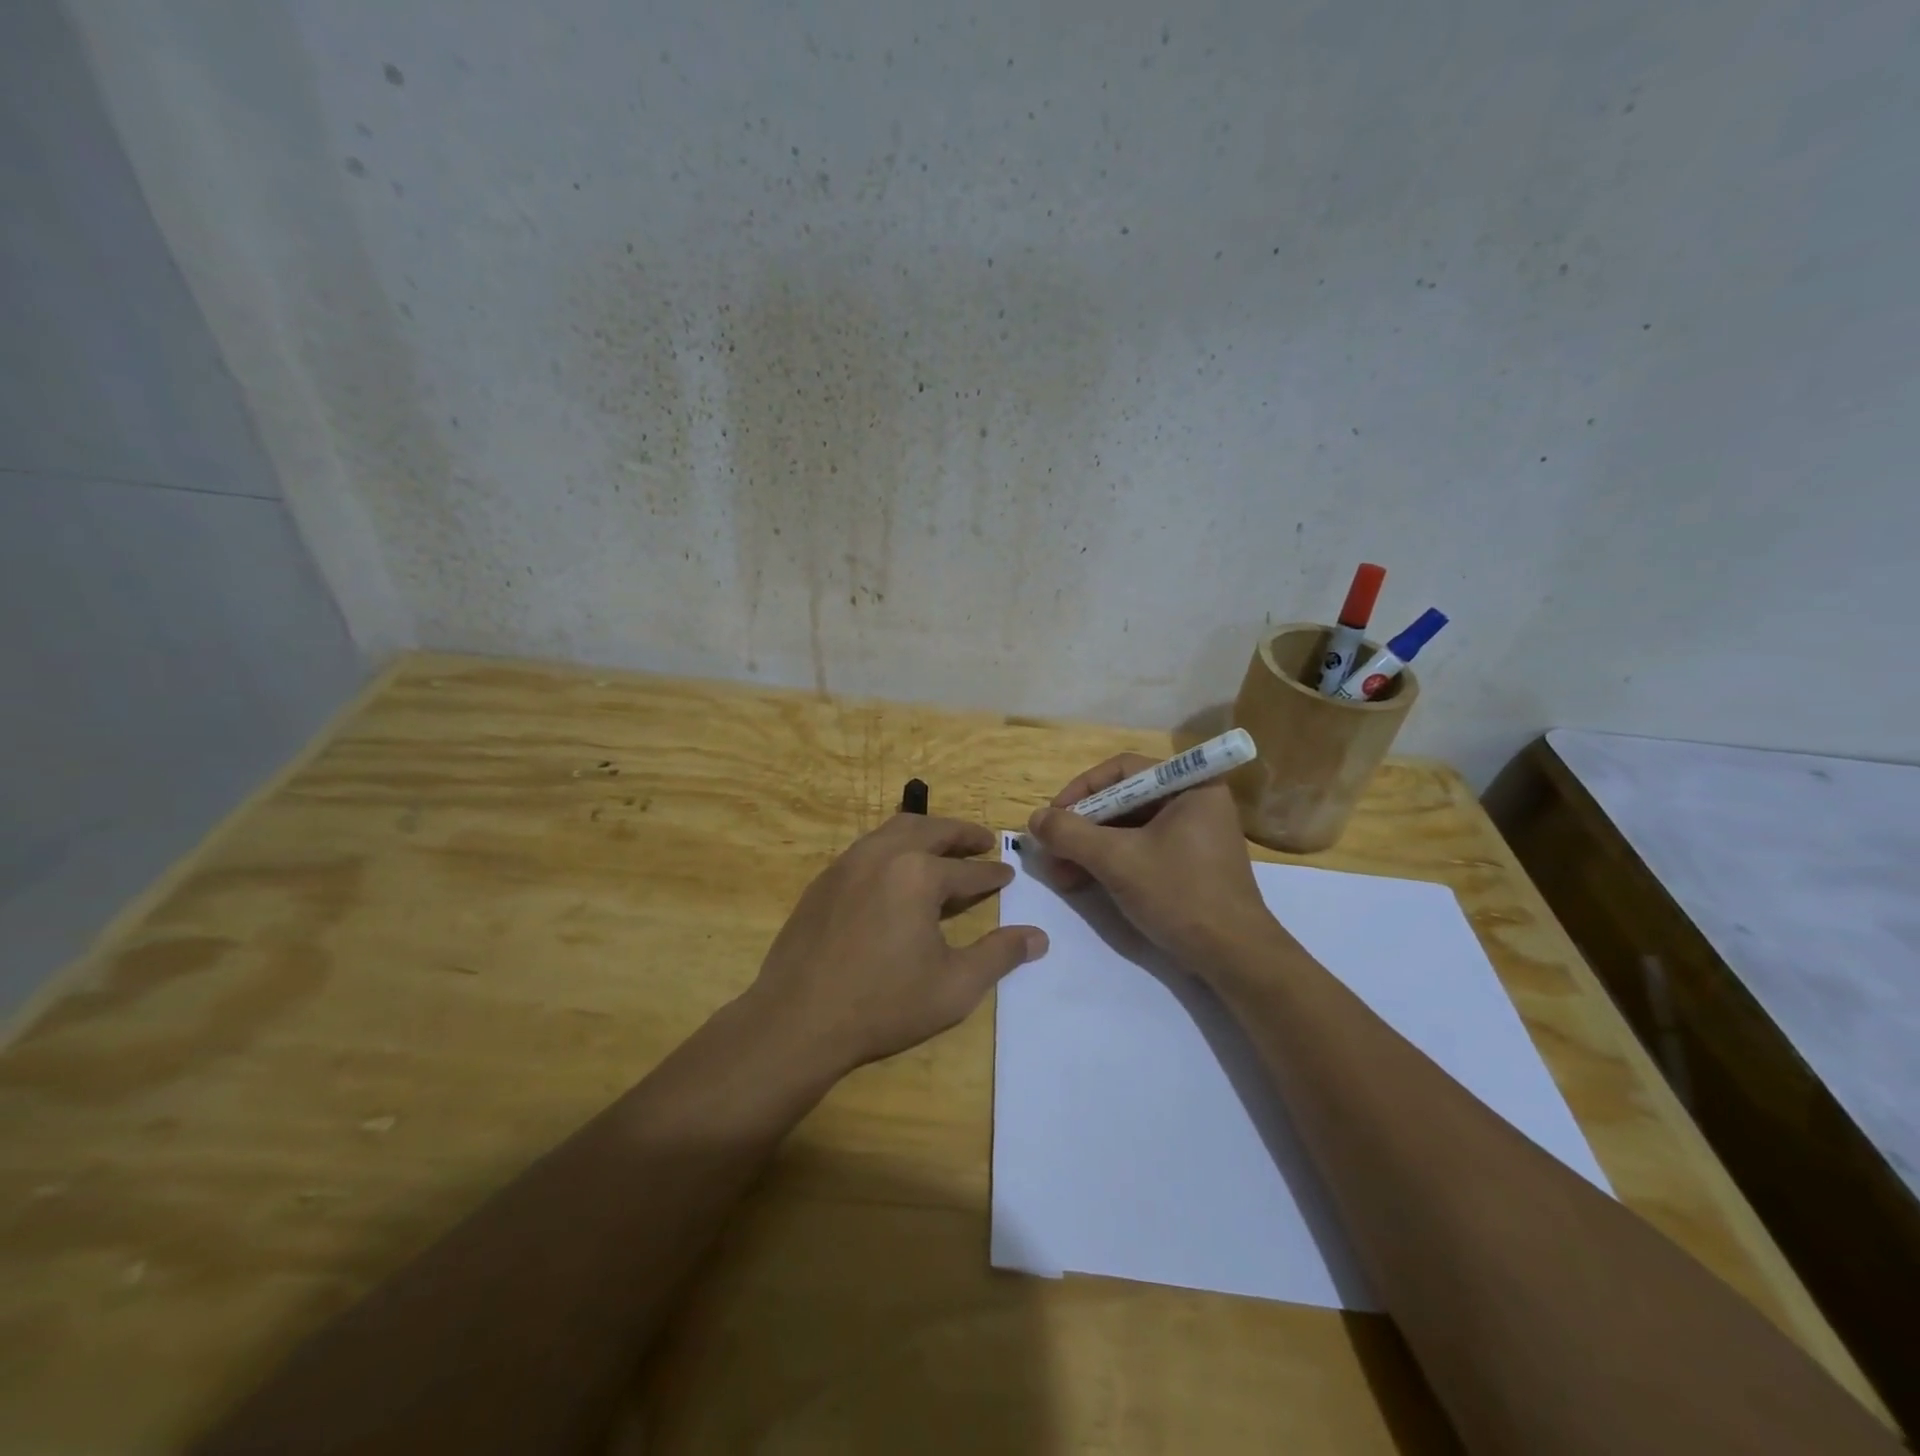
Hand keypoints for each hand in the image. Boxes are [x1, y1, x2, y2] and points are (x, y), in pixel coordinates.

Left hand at [743, 814, 1047, 1077]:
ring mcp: (848, 863)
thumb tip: (1038, 937)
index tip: (1007, 874)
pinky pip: (867, 847)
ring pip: (894, 830)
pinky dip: (893, 846)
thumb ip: (999, 955)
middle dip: (962, 834)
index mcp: (918, 874)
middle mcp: (884, 855)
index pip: (968, 871)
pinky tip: (896, 870)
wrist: (798, 1020)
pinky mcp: (824, 880)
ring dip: (926, 832)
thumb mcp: (954, 986)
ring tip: (943, 845)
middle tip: (983, 840)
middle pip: (931, 831)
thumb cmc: (884, 1004)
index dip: (992, 874)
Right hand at [1025, 755, 1278, 971]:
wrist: (1234, 957)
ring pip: (1128, 828)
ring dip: (1089, 848)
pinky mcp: (1189, 863)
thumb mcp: (1117, 860)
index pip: (1122, 770)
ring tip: (1059, 874)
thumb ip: (1070, 834)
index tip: (1053, 817)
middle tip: (1050, 850)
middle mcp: (1194, 801)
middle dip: (1082, 827)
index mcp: (1190, 785)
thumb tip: (1034, 818)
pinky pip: (1140, 849)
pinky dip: (1110, 862)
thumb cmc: (1180, 895)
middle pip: (1123, 800)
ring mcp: (1193, 834)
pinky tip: (1081, 882)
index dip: (1081, 790)